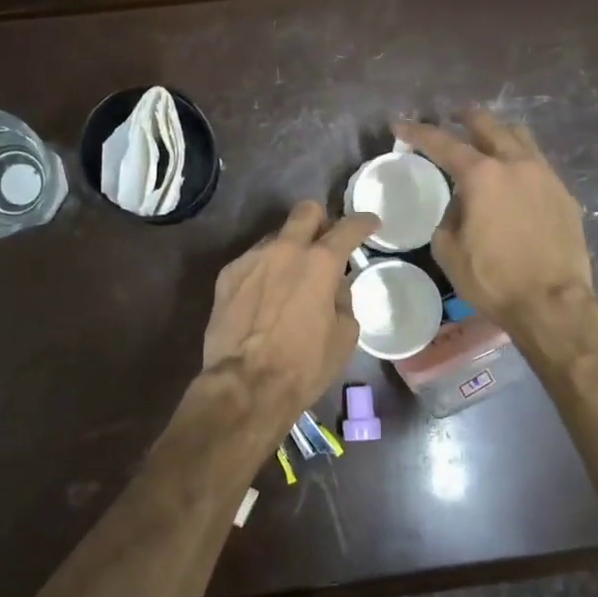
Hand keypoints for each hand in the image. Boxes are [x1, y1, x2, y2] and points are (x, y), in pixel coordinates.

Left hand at [201, 201, 379, 430]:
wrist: (245, 385)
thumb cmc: (304, 365)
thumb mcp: (344, 336)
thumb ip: (343, 299)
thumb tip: (334, 286)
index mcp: (320, 262)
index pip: (348, 227)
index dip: (363, 222)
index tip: (370, 224)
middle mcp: (284, 249)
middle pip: (305, 211)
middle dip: (320, 220)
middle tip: (325, 242)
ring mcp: (251, 259)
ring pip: (276, 237)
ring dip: (288, 250)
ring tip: (290, 279)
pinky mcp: (226, 275)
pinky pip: (253, 262)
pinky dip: (264, 272)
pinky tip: (264, 298)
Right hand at [395, 110, 597, 335]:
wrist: (552, 303)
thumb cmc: (492, 279)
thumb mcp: (449, 250)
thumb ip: (449, 216)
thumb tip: (460, 204)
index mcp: (482, 175)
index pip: (443, 143)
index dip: (418, 133)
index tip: (400, 126)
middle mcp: (516, 165)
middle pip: (488, 126)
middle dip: (466, 117)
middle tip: (454, 116)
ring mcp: (545, 177)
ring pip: (521, 138)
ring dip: (499, 133)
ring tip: (488, 139)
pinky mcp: (564, 196)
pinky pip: (539, 165)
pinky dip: (520, 161)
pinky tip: (514, 178)